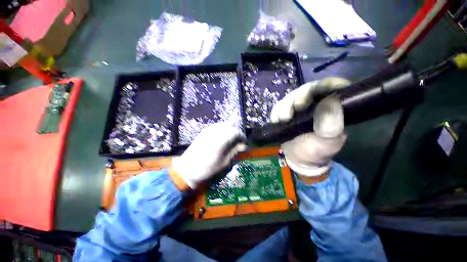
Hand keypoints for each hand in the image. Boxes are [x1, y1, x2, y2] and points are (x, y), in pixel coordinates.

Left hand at [171, 122, 246, 188]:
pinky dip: (223, 130)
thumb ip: (234, 151)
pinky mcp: (204, 131)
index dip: (242, 137)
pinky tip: (222, 138)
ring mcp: (209, 129)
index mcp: (222, 139)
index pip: (236, 132)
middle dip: (236, 133)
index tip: (243, 144)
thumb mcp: (224, 162)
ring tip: (230, 140)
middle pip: (231, 126)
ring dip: (229, 130)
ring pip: (224, 124)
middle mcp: (216, 131)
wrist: (187, 168)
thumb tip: (243, 146)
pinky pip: (217, 126)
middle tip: (237, 142)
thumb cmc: (207, 168)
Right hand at [270, 78, 349, 179]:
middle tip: (294, 110)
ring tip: (283, 119)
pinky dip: (276, 112)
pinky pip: (278, 106)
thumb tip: (330, 101)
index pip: (332, 87)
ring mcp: (298, 107)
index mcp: (332, 107)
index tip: (313, 94)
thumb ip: (331, 125)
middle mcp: (315, 103)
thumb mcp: (328, 142)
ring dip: (285, 106)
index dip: (325, 85)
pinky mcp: (285, 112)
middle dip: (299, 97)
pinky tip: (276, 121)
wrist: (298, 158)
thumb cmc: (316, 151)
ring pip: (291, 97)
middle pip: (307, 89)